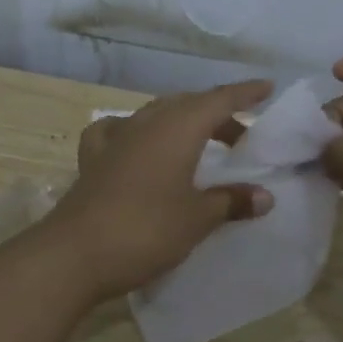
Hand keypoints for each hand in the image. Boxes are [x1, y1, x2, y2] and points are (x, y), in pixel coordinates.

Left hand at [38, 80, 276, 303]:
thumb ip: (231, 201)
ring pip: (156, 114)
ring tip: (199, 143)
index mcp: (178, 128)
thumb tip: (264, 195)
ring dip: (182, 122)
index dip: (245, 93)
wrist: (74, 254)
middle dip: (217, 114)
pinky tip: (136, 145)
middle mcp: (147, 123)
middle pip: (188, 104)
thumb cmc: (146, 231)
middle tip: (240, 137)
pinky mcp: (93, 158)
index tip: (267, 87)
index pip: (219, 99)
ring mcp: (116, 138)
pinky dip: (136, 132)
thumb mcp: (197, 219)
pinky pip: (119, 130)